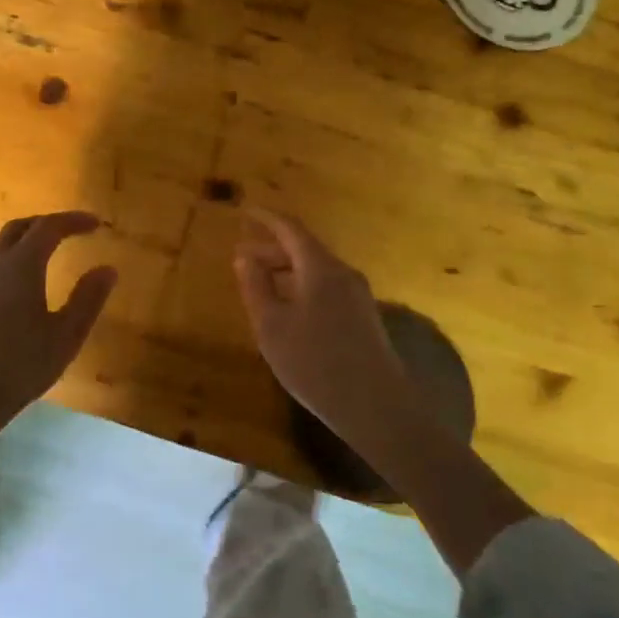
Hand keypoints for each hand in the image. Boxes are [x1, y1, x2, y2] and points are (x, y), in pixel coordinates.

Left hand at [0, 212, 117, 444]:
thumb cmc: (17, 366)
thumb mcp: (65, 337)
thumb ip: (88, 300)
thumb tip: (108, 269)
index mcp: (21, 265)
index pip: (49, 227)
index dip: (74, 221)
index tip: (96, 224)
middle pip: (20, 228)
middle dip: (48, 223)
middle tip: (72, 231)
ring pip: (1, 243)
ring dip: (26, 237)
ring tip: (48, 250)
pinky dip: (12, 255)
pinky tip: (21, 280)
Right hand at [232, 208, 413, 455]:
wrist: (376, 406)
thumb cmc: (315, 363)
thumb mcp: (272, 326)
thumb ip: (255, 286)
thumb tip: (244, 256)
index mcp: (320, 267)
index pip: (290, 228)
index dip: (266, 218)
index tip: (245, 211)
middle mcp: (343, 273)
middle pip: (304, 248)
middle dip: (272, 248)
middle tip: (242, 257)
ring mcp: (358, 294)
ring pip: (316, 269)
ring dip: (287, 269)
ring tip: (261, 283)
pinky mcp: (364, 316)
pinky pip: (327, 286)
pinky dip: (302, 285)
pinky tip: (289, 309)